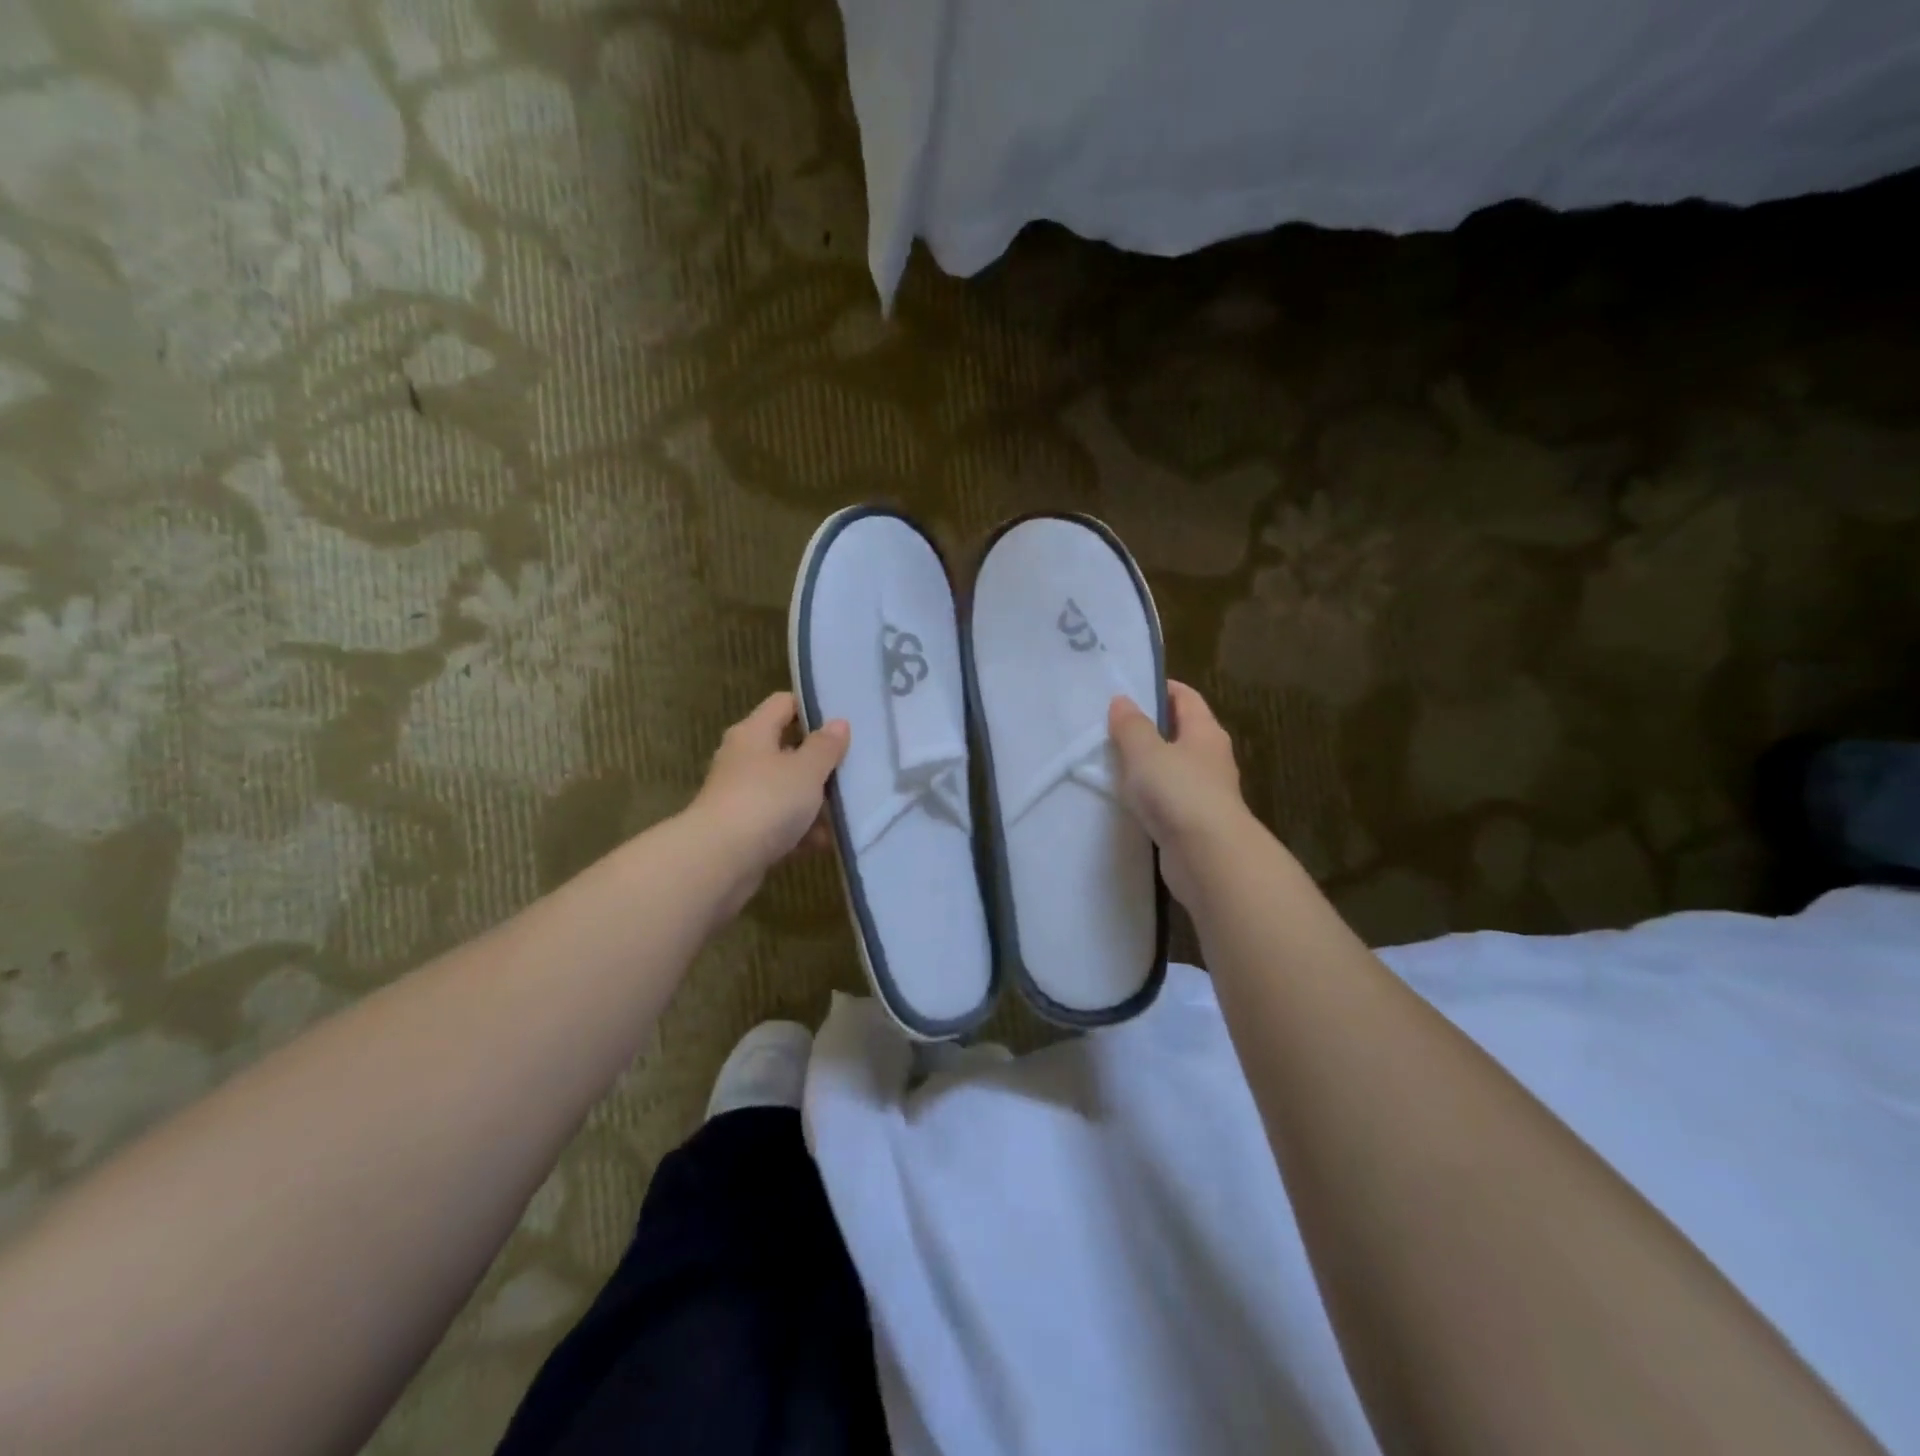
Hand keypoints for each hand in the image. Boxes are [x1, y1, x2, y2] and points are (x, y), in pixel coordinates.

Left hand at [688, 691, 849, 917]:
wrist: (719, 861)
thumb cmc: (766, 801)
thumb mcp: (806, 770)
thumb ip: (825, 747)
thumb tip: (838, 723)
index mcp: (753, 733)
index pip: (784, 704)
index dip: (812, 707)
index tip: (843, 721)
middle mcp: (743, 759)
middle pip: (786, 749)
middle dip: (819, 761)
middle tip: (854, 766)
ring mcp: (741, 797)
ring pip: (785, 790)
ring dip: (814, 801)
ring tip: (848, 809)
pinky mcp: (743, 832)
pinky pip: (779, 824)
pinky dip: (801, 831)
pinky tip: (826, 841)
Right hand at [1109, 682, 1249, 907]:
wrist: (1208, 857)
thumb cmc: (1179, 792)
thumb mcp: (1146, 752)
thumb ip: (1131, 726)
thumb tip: (1122, 700)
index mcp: (1205, 732)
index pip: (1185, 697)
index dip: (1161, 688)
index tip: (1130, 688)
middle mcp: (1210, 758)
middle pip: (1180, 732)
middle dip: (1150, 726)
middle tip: (1111, 724)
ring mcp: (1205, 792)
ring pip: (1173, 767)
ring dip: (1148, 764)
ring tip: (1112, 760)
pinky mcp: (1194, 823)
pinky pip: (1168, 798)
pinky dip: (1150, 795)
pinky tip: (1127, 799)